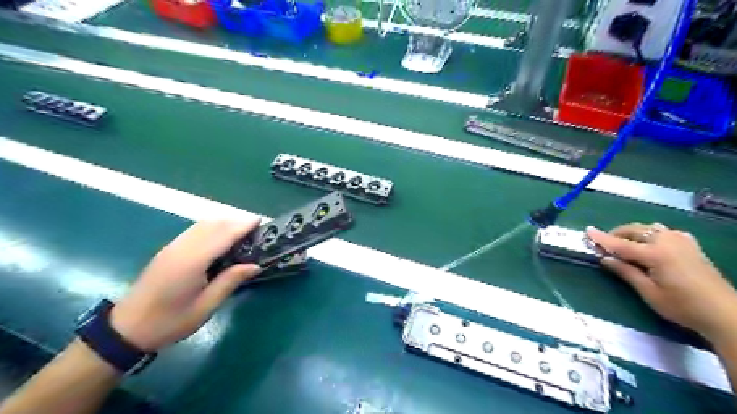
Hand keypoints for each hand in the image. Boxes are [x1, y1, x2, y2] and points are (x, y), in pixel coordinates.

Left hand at [108, 221, 259, 350]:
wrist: (126, 329)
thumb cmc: (169, 322)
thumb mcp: (205, 307)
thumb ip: (229, 282)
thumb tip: (255, 265)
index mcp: (192, 262)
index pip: (222, 235)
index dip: (242, 226)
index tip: (260, 221)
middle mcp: (181, 248)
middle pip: (212, 225)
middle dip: (235, 221)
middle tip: (256, 228)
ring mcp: (172, 247)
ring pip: (202, 225)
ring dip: (224, 223)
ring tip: (243, 231)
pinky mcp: (168, 250)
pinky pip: (194, 231)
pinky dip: (212, 228)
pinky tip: (221, 238)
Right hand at [588, 223, 736, 342]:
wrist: (725, 313)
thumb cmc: (682, 306)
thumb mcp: (648, 292)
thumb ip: (625, 271)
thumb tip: (605, 258)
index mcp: (656, 254)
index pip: (621, 244)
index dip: (602, 238)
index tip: (587, 231)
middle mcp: (668, 241)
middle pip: (634, 231)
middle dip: (616, 235)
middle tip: (603, 246)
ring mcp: (681, 241)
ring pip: (648, 228)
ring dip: (632, 233)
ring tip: (623, 245)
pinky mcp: (690, 244)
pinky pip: (663, 231)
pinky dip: (649, 234)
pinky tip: (649, 244)